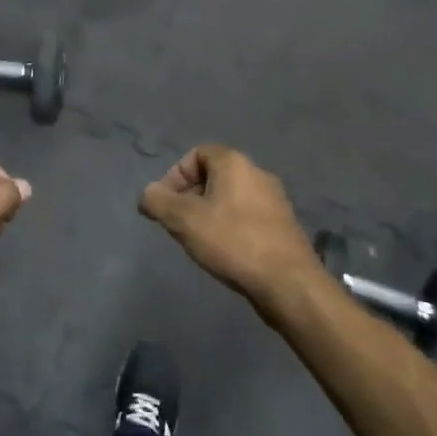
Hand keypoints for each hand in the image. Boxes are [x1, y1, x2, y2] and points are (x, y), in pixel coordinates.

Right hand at [139, 144, 321, 308]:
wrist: (288, 282)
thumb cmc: (233, 242)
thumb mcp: (184, 220)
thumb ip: (158, 202)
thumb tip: (147, 194)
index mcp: (235, 163)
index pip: (198, 153)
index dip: (176, 175)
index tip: (166, 203)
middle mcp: (258, 173)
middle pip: (214, 175)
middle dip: (190, 196)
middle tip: (178, 223)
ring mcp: (275, 200)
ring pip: (231, 197)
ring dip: (210, 213)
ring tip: (199, 240)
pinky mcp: (283, 225)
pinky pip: (247, 216)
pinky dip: (230, 226)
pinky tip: (225, 252)